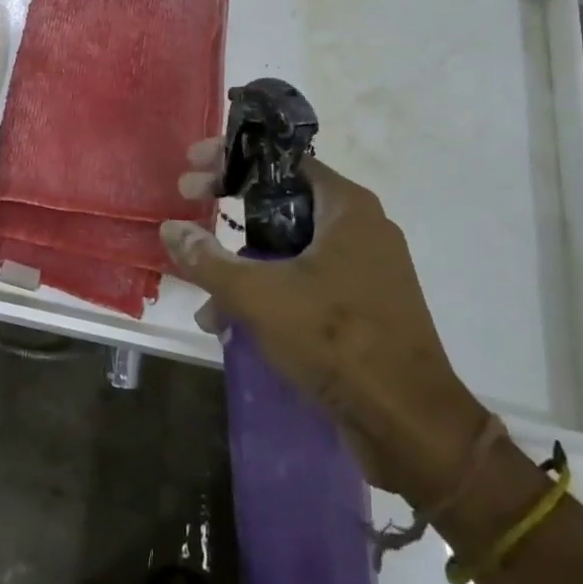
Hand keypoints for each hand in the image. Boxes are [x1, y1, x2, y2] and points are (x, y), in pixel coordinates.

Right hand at [160, 145, 488, 504]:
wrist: (411, 425)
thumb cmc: (337, 339)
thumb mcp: (260, 296)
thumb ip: (209, 260)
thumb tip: (171, 229)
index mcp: (345, 206)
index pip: (280, 159)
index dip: (231, 158)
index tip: (193, 166)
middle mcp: (360, 227)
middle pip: (281, 201)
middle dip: (230, 213)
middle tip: (190, 208)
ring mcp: (365, 268)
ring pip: (290, 248)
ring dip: (244, 266)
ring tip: (208, 301)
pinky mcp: (365, 306)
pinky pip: (307, 282)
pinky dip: (271, 292)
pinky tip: (236, 326)